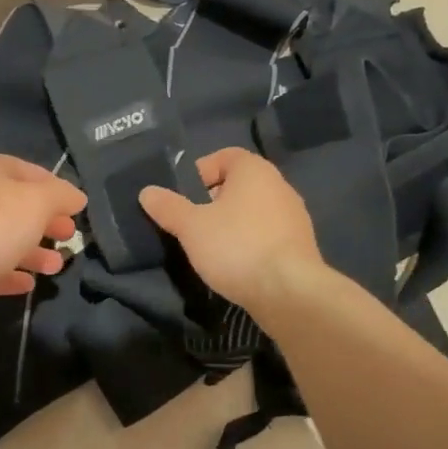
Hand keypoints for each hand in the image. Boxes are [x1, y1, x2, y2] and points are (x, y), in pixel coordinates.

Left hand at [0, 153, 86, 306]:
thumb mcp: (38, 202)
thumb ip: (61, 196)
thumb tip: (77, 197)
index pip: (29, 171)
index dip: (55, 187)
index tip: (76, 208)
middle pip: (16, 206)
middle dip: (46, 222)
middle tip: (70, 237)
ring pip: (3, 238)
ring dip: (32, 252)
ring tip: (56, 267)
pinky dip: (8, 272)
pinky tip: (28, 284)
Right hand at [138, 148, 323, 316]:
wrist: (289, 292)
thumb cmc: (236, 247)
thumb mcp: (191, 227)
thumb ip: (168, 207)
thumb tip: (147, 192)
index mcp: (255, 171)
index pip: (224, 156)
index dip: (200, 172)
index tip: (182, 197)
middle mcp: (279, 186)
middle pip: (238, 185)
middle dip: (212, 201)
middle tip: (191, 224)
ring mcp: (294, 217)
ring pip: (253, 211)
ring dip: (231, 224)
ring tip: (210, 248)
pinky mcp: (300, 246)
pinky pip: (267, 234)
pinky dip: (249, 243)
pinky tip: (235, 265)